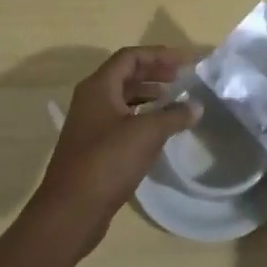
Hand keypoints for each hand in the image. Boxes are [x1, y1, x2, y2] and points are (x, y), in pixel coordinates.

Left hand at [28, 46, 195, 257]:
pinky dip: (141, 115)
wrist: (70, 212)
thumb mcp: (147, 134)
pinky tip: (157, 127)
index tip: (185, 61)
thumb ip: (174, 116)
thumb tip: (196, 106)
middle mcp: (91, 98)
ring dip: (148, 93)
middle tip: (182, 77)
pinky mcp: (93, 146)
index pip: (131, 57)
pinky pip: (120, 118)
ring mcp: (90, 123)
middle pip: (126, 74)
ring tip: (173, 98)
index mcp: (99, 86)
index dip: (159, 55)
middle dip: (154, 72)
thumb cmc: (107, 162)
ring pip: (122, 97)